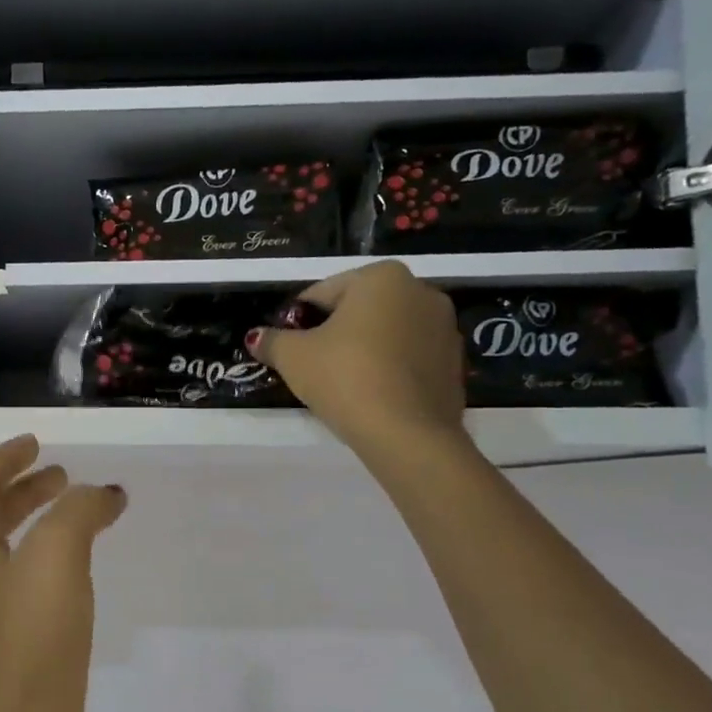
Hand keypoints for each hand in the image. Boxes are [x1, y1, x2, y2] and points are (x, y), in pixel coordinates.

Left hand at [0, 436, 127, 711]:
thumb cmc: (31, 638)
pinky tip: (82, 574)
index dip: (4, 460)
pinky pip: (32, 586)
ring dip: (42, 525)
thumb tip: (102, 494)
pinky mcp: (16, 649)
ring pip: (13, 553)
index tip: (37, 443)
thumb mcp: (56, 557)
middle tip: (64, 477)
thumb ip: (78, 513)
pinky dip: (55, 563)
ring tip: (81, 517)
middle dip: (25, 491)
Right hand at [247, 260, 466, 455]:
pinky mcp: (454, 363)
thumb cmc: (345, 378)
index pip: (322, 293)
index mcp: (381, 277)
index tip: (287, 348)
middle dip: (334, 333)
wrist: (407, 433)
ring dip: (363, 350)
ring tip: (341, 384)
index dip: (297, 322)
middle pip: (358, 310)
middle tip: (312, 367)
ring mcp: (445, 327)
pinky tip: (371, 396)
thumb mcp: (293, 358)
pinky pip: (408, 359)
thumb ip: (272, 341)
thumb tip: (256, 337)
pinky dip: (388, 370)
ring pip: (386, 334)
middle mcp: (421, 291)